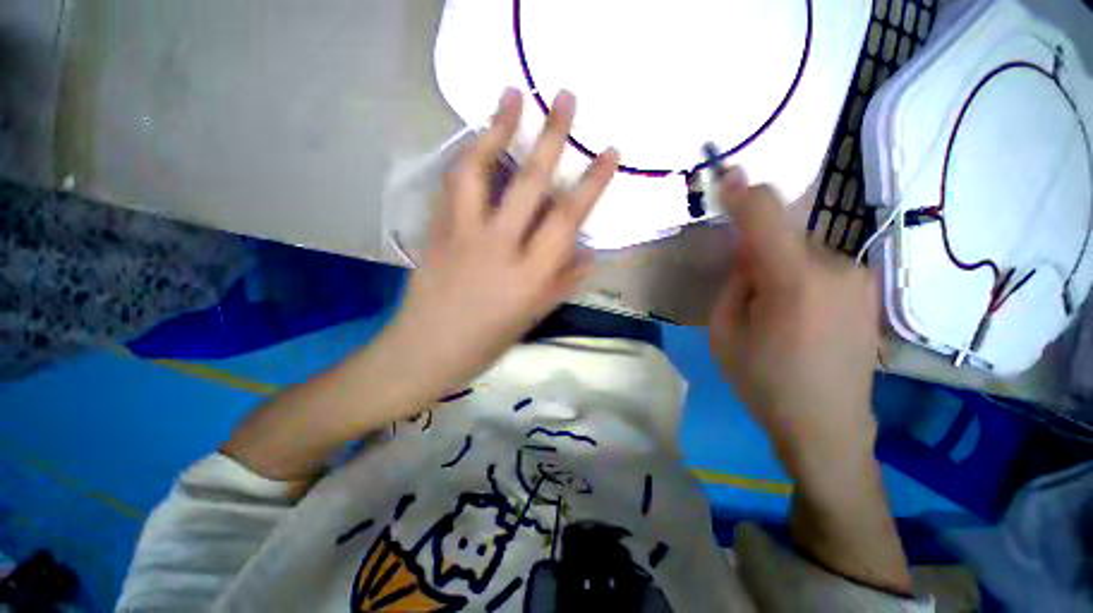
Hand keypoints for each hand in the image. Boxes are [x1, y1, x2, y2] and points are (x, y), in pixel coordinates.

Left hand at [390, 88, 619, 389]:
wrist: (425, 351)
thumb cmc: (485, 342)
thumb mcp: (533, 317)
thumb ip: (563, 281)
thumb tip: (591, 254)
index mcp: (529, 277)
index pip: (568, 220)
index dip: (592, 183)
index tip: (609, 152)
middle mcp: (499, 248)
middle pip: (529, 184)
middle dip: (552, 137)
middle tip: (566, 96)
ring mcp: (462, 235)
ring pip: (479, 171)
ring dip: (497, 128)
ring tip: (512, 95)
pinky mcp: (436, 231)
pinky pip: (453, 184)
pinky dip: (467, 154)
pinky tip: (477, 137)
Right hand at [709, 169, 879, 472]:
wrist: (826, 427)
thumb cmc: (764, 381)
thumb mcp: (725, 331)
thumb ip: (736, 281)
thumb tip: (750, 253)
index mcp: (795, 280)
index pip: (767, 215)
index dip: (744, 193)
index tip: (727, 176)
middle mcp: (837, 268)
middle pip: (786, 233)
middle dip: (759, 247)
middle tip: (745, 286)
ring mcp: (861, 279)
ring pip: (804, 250)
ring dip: (780, 265)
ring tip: (774, 309)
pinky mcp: (870, 291)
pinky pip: (822, 266)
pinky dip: (801, 276)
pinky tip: (799, 315)